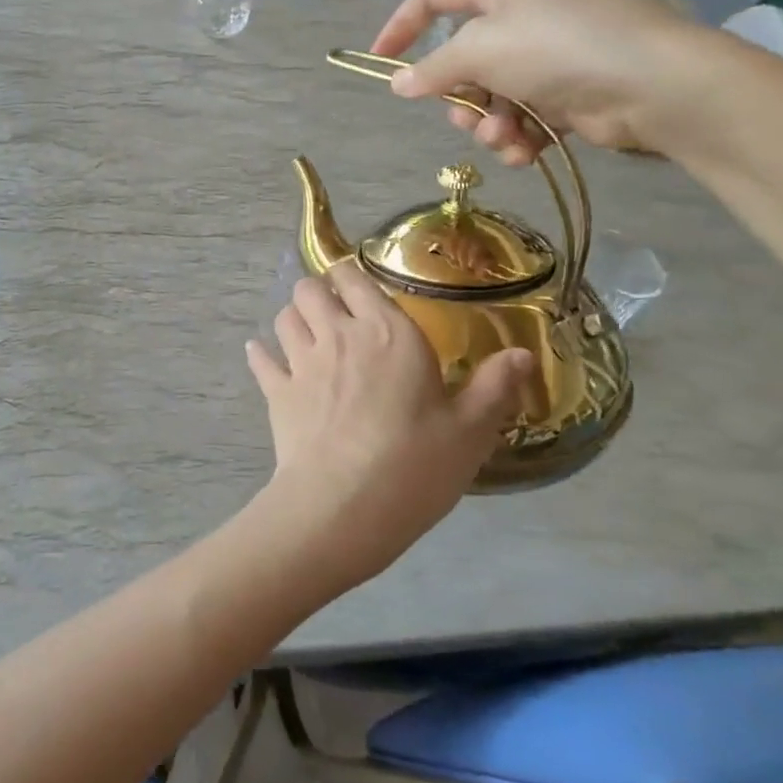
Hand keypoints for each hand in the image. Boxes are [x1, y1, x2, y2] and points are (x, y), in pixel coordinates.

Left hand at [244, 262, 533, 591]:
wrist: (344, 505)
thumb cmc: (415, 464)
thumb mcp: (471, 430)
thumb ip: (494, 386)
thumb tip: (523, 353)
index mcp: (388, 333)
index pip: (354, 278)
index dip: (350, 277)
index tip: (359, 290)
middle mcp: (339, 335)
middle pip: (309, 289)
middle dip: (317, 292)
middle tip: (334, 313)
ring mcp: (301, 363)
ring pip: (284, 317)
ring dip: (293, 319)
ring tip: (306, 333)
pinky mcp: (276, 394)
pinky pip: (260, 360)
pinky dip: (261, 355)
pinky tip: (263, 357)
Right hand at [371, 0, 700, 164]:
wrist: (651, 84)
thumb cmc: (558, 48)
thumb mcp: (481, 51)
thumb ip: (433, 69)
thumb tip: (398, 84)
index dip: (402, 24)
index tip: (380, 61)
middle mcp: (520, 13)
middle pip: (460, 57)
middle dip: (457, 95)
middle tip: (463, 113)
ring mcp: (544, 54)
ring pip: (488, 94)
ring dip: (488, 123)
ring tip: (504, 136)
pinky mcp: (564, 92)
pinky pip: (520, 115)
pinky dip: (517, 136)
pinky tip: (525, 150)